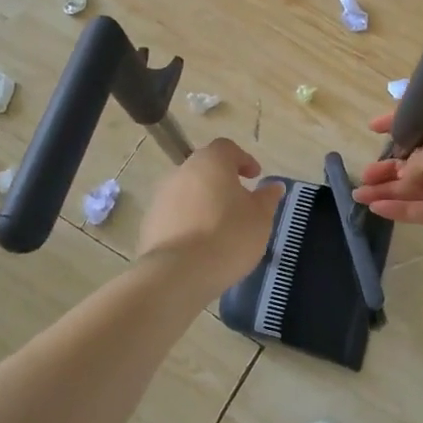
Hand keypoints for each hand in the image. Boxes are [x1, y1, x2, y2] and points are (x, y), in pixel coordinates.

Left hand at [138, 139, 283, 295]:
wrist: (179, 274)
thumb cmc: (229, 236)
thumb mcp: (260, 218)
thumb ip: (267, 198)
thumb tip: (273, 187)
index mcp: (211, 162)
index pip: (227, 148)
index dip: (243, 160)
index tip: (255, 177)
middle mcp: (182, 172)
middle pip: (205, 169)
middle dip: (222, 183)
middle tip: (240, 203)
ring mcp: (161, 197)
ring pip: (188, 193)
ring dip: (204, 203)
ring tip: (220, 228)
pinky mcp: (149, 223)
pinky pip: (174, 215)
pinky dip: (188, 222)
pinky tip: (200, 245)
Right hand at [351, 104, 422, 265]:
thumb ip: (413, 162)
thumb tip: (403, 175)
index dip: (398, 121)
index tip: (373, 128)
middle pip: (419, 154)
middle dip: (390, 163)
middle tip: (365, 173)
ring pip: (418, 183)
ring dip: (390, 188)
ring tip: (360, 194)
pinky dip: (402, 207)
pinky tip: (376, 208)